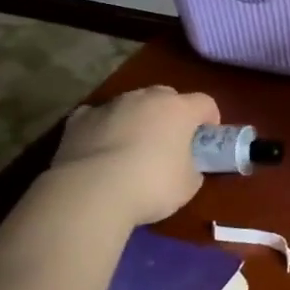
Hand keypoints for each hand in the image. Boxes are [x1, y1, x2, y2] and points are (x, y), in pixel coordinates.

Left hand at [47, 86, 219, 225]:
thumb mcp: (188, 185)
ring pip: (131, 104)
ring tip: (131, 150)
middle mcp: (145, 98)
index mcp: (178, 110)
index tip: (205, 141)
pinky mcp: (79, 119)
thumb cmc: (151, 186)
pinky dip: (103, 128)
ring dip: (137, 120)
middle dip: (171, 114)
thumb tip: (186, 167)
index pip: (205, 103)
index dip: (210, 120)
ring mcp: (110, 105)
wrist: (91, 193)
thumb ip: (192, 168)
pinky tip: (100, 150)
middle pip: (166, 96)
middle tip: (170, 143)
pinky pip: (98, 117)